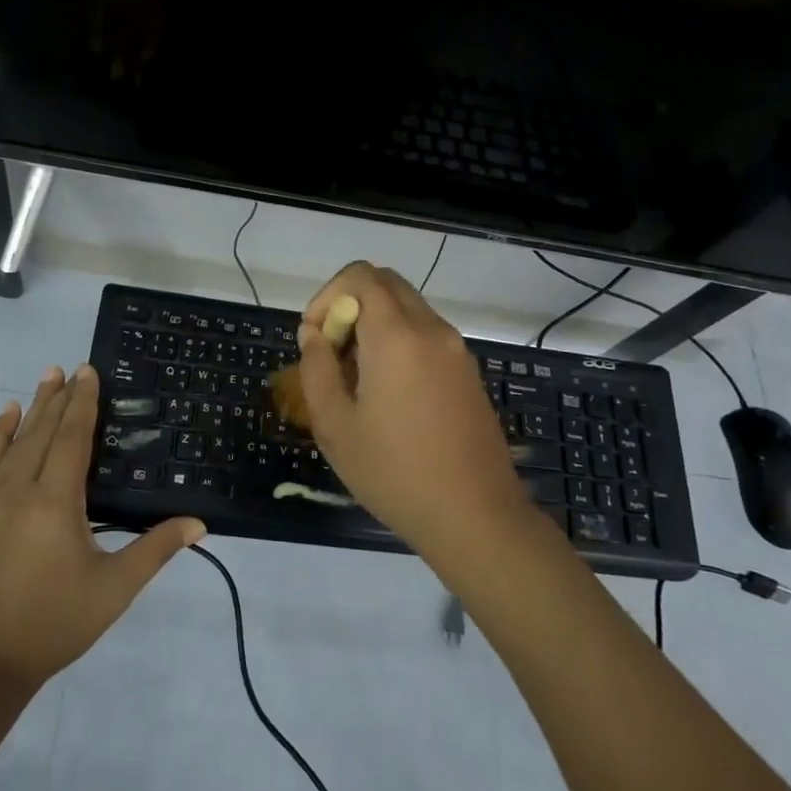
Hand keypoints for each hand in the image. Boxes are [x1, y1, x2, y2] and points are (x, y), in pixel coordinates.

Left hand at [0, 365, 204, 691]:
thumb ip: (155, 550)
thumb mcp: (113, 589)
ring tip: (42, 381)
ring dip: (30, 410)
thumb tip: (199, 524)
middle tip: (68, 367)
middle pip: (42, 432)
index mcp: (55, 500)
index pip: (72, 436)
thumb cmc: (52, 624)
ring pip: (12, 443)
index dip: (83, 402)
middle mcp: (19, 489)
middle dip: (58, 398)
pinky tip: (4, 424)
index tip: (88, 371)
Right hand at [293, 262, 530, 555]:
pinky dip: (399, 340)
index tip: (316, 339)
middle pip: (385, 283)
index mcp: (397, 335)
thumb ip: (316, 368)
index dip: (327, 295)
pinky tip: (388, 392)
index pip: (360, 275)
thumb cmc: (395, 472)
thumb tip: (314, 334)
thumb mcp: (335, 426)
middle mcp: (431, 328)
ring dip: (374, 323)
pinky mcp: (467, 370)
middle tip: (333, 353)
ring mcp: (456, 348)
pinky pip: (426, 333)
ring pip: (407, 307)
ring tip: (356, 378)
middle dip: (349, 304)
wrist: (475, 515)